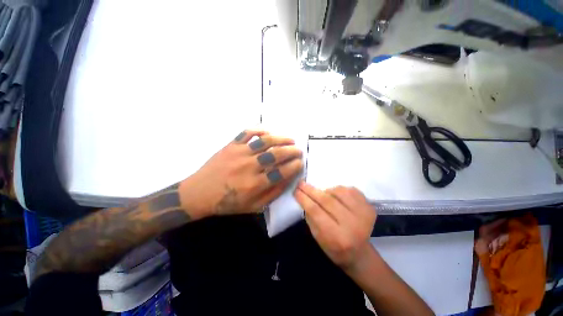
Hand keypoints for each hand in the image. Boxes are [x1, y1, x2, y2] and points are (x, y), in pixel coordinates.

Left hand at [179, 129, 303, 218]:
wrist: (200, 193)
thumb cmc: (228, 202)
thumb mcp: (253, 206)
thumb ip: (273, 193)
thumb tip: (288, 179)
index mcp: (254, 185)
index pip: (281, 172)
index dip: (294, 166)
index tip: (300, 163)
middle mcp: (249, 167)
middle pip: (276, 155)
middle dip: (292, 151)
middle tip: (299, 150)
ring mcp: (239, 153)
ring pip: (265, 141)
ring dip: (281, 139)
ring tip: (290, 140)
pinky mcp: (231, 145)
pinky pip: (247, 132)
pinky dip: (260, 130)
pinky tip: (269, 132)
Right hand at [294, 182, 375, 268]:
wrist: (360, 254)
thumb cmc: (335, 249)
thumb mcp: (318, 237)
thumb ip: (311, 217)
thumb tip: (304, 197)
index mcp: (338, 237)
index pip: (316, 211)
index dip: (304, 199)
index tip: (296, 190)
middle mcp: (352, 225)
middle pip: (327, 200)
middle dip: (311, 190)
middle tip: (301, 183)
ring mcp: (364, 215)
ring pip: (339, 192)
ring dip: (326, 190)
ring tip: (322, 194)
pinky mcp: (370, 207)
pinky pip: (351, 190)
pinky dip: (339, 190)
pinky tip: (336, 196)